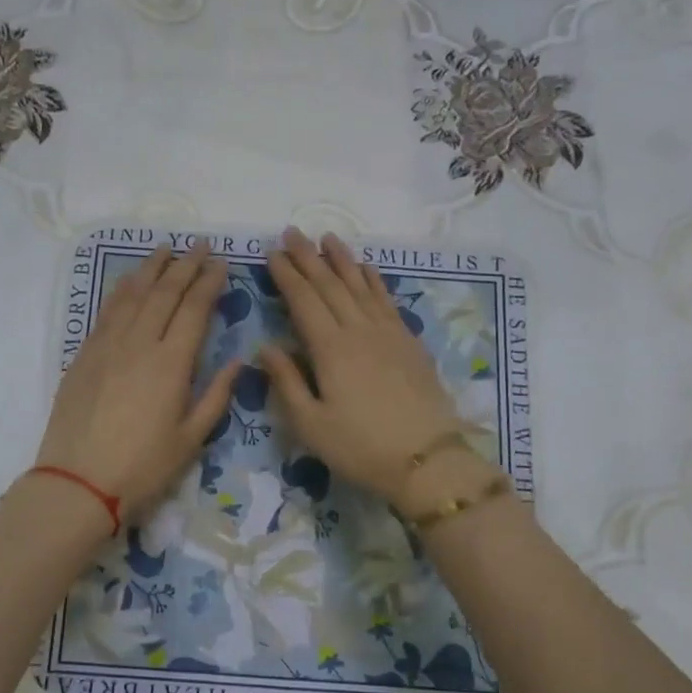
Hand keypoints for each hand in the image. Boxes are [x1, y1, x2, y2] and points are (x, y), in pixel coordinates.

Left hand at [34, 240, 241, 524]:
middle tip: (200, 245)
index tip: (221, 263)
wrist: (78, 482)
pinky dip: (122, 290)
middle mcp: (139, 343)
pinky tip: (130, 282)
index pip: (194, 309)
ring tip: (166, 249)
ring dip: (151, 268)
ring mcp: (107, 346)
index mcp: (171, 363)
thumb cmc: (143, 467)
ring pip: (132, 295)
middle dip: (185, 265)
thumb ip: (216, 396)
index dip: (209, 282)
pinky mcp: (84, 355)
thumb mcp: (191, 439)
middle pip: (164, 293)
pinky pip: (106, 311)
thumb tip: (238, 362)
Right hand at [259, 229, 483, 509]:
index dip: (286, 275)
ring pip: (361, 285)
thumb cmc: (360, 447)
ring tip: (327, 238)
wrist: (426, 460)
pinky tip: (367, 269)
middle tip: (292, 232)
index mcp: (330, 349)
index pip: (304, 301)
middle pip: (330, 285)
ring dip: (342, 260)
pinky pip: (386, 299)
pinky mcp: (409, 342)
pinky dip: (373, 280)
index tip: (272, 253)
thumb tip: (265, 347)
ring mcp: (388, 333)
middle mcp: (359, 330)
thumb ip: (286, 382)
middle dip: (309, 258)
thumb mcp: (310, 424)